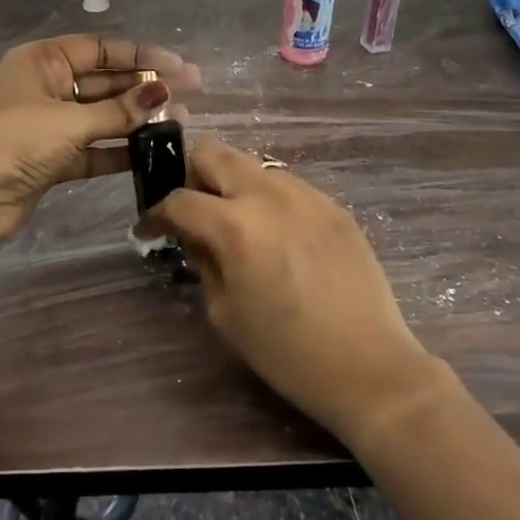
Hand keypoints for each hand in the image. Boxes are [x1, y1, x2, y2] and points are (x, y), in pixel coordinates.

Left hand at [0, 35, 198, 280]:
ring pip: (103, 117)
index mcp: (44, 61)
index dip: (142, 55)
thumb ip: (119, 111)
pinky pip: (95, 149)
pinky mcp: (53, 160)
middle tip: (190, 93)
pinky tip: (153, 152)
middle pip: (105, 82)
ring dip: (136, 120)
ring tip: (181, 121)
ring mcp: (50, 125)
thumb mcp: (69, 120)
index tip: (180, 66)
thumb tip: (164, 92)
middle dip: (144, 87)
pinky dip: (120, 150)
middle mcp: (48, 87)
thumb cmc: (13, 139)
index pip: (101, 50)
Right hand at [143, 139, 438, 446]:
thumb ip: (203, 260)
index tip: (150, 230)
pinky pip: (289, 186)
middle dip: (193, 177)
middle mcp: (269, 195)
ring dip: (234, 186)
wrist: (369, 366)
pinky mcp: (334, 206)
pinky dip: (270, 201)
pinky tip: (279, 239)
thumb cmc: (286, 351)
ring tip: (241, 227)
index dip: (156, 215)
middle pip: (213, 152)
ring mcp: (307, 195)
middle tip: (196, 214)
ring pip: (253, 165)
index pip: (179, 200)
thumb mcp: (225, 311)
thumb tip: (193, 235)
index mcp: (235, 225)